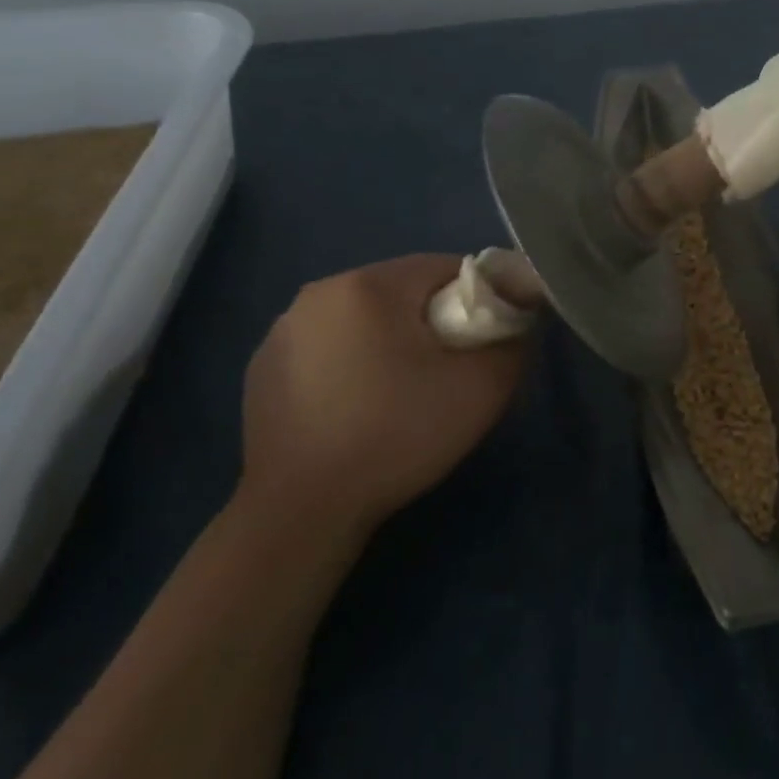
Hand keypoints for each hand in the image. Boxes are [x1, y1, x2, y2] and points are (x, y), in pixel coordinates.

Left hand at [240, 255, 527, 534]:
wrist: (300, 512)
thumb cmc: (396, 436)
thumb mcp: (481, 389)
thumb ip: (512, 342)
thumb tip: (516, 323)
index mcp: (369, 285)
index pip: (445, 267)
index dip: (476, 300)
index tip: (482, 345)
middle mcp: (320, 292)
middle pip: (403, 290)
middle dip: (433, 320)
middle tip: (447, 373)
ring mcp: (283, 329)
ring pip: (364, 318)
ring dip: (390, 340)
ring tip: (401, 394)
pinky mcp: (263, 366)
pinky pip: (328, 346)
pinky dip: (351, 363)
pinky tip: (356, 409)